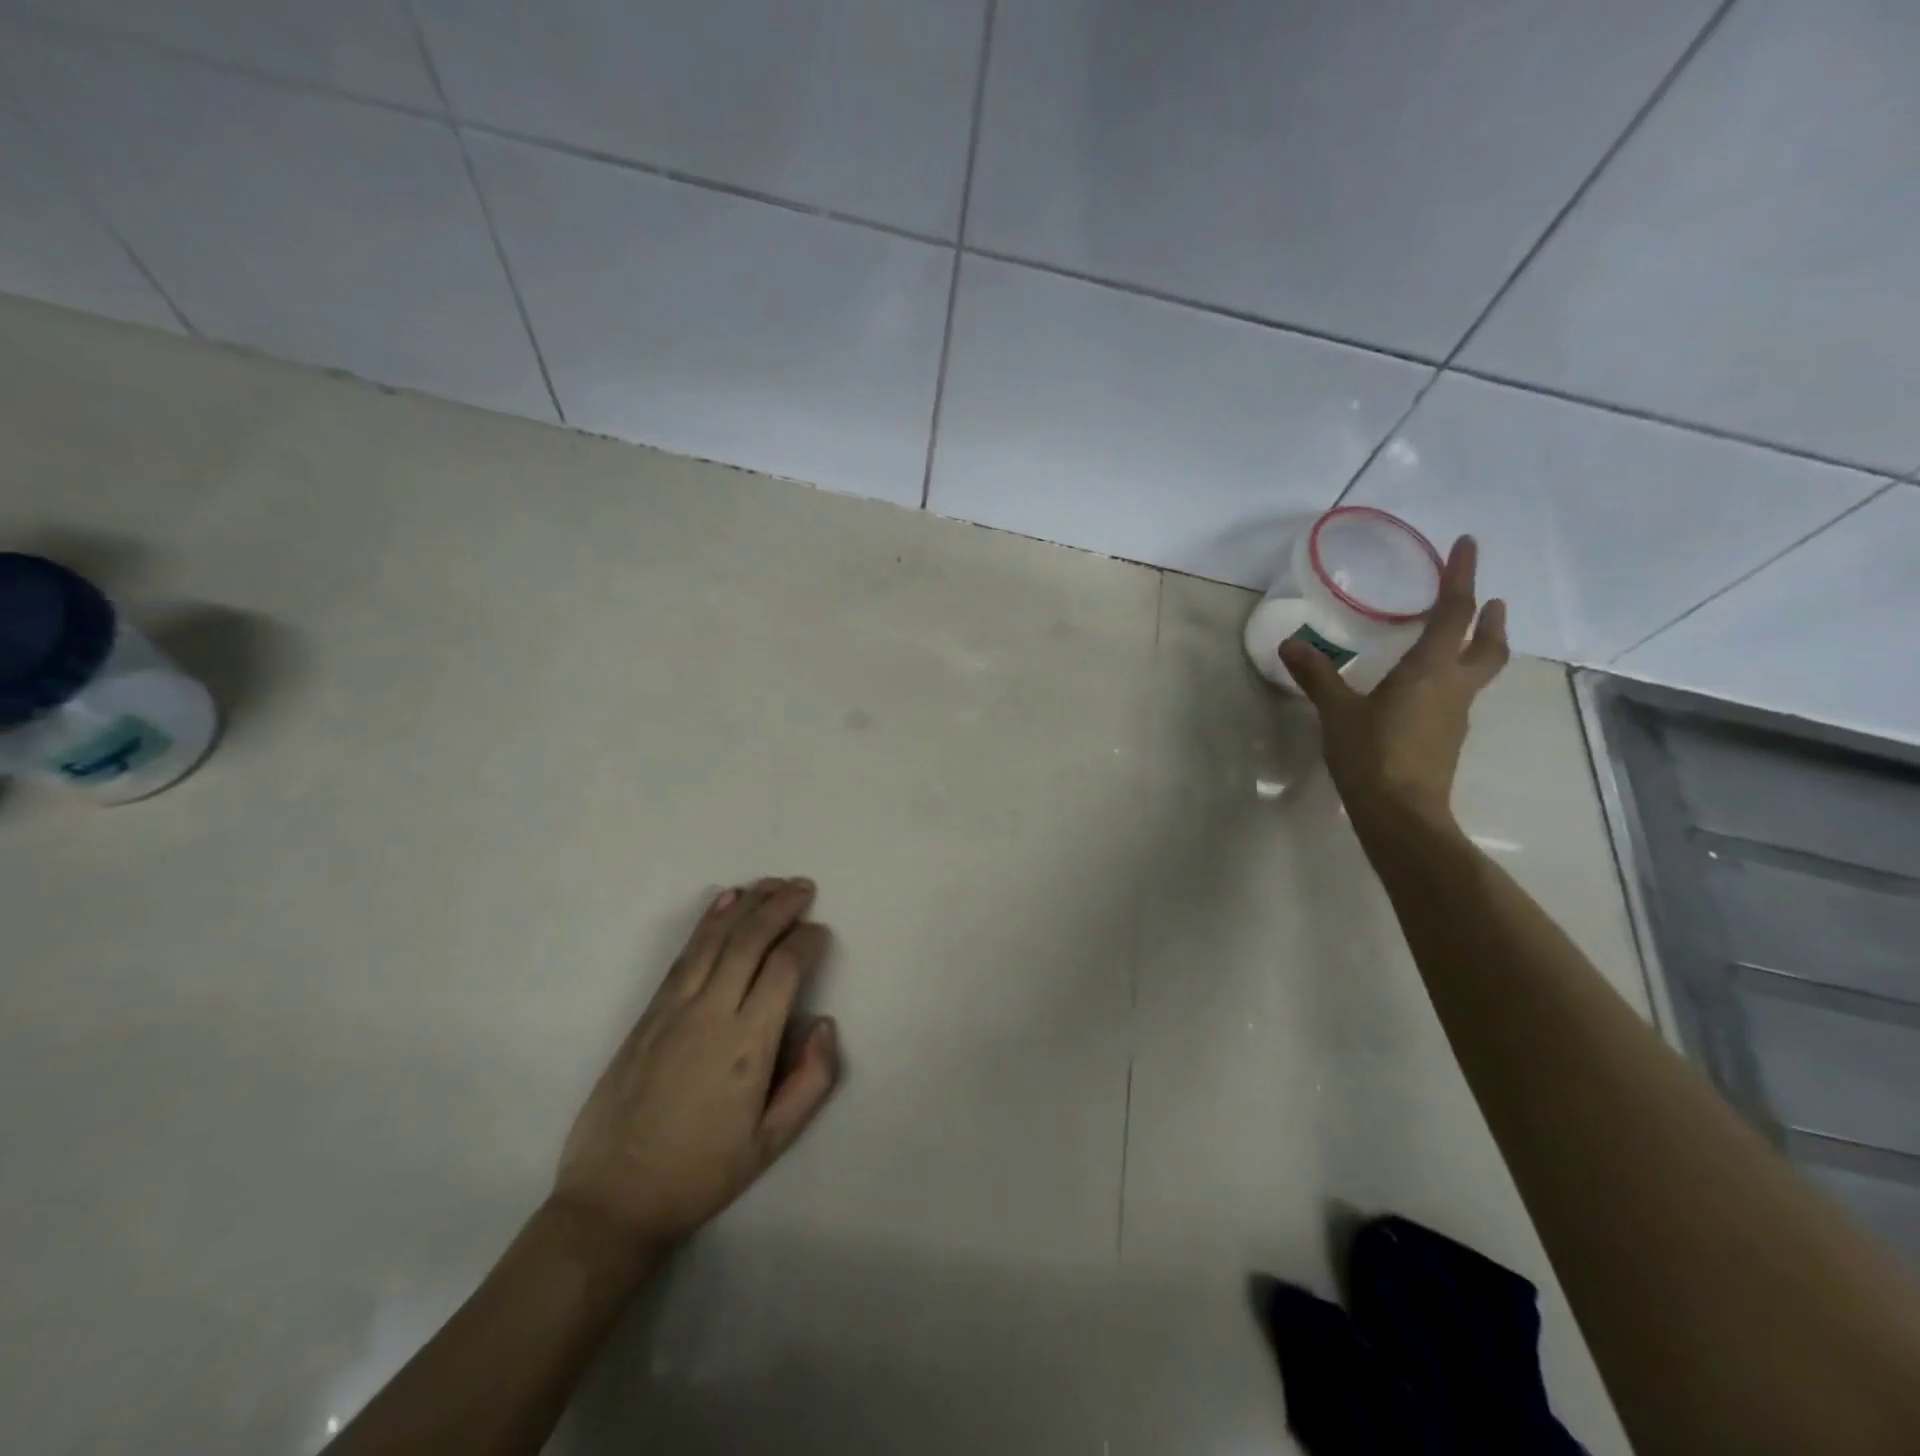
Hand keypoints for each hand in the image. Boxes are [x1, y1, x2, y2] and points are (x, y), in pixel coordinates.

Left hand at [550, 878, 839, 1260]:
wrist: (613, 1199)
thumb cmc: (701, 1173)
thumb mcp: (771, 1144)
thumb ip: (811, 1081)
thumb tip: (823, 1023)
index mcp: (748, 1046)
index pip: (784, 969)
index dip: (807, 941)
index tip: (820, 933)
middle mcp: (711, 1014)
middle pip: (750, 940)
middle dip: (781, 906)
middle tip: (803, 886)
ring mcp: (674, 1008)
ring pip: (716, 939)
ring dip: (747, 904)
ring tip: (772, 883)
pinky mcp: (648, 1013)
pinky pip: (684, 955)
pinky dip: (707, 922)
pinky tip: (723, 901)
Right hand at [1279, 535, 1508, 830]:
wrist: (1401, 814)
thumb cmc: (1372, 754)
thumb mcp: (1337, 712)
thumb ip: (1317, 676)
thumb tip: (1290, 644)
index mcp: (1431, 670)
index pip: (1454, 612)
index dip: (1462, 576)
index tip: (1467, 544)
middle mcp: (1453, 687)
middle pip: (1488, 646)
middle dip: (1490, 620)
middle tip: (1490, 601)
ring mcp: (1454, 716)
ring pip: (1477, 672)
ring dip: (1476, 648)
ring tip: (1462, 638)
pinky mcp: (1445, 739)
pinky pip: (1456, 696)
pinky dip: (1452, 679)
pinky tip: (1425, 690)